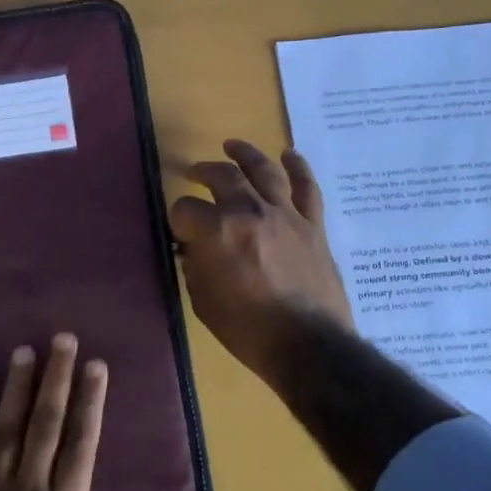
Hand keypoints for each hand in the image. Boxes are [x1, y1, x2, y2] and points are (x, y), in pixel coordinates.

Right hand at [170, 139, 352, 388]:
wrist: (308, 345)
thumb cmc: (248, 330)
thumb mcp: (203, 301)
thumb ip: (196, 265)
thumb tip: (196, 247)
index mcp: (217, 232)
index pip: (185, 209)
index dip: (178, 219)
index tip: (180, 231)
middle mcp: (250, 212)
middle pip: (222, 177)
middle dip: (204, 172)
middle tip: (195, 174)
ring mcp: (285, 214)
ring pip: (264, 170)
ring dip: (246, 154)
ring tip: (233, 145)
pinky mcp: (312, 225)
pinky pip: (306, 188)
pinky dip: (298, 168)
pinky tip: (289, 155)